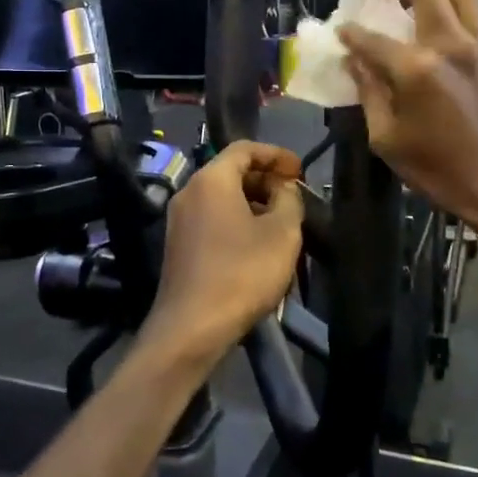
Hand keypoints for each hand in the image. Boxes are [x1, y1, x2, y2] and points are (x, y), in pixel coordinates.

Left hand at [140, 141, 303, 374]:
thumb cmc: (242, 273)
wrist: (191, 327)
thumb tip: (284, 188)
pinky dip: (236, 219)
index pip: (244, 148)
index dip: (276, 154)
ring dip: (252, 202)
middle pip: (230, 171)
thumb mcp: (282, 233)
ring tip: (280, 221)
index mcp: (211, 179)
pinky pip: (211, 218)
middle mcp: (189, 191)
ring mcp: (179, 219)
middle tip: (293, 196)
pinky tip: (256, 243)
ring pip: (221, 196)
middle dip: (265, 179)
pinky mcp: (178, 245)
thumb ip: (289, 200)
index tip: (300, 170)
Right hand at [338, 0, 477, 251]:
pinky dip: (451, 5)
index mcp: (416, 70)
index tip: (339, 31)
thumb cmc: (440, 170)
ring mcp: (476, 46)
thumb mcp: (388, 140)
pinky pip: (473, 13)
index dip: (350, 33)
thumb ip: (370, 93)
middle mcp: (448, 46)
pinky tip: (435, 22)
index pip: (372, 39)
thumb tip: (355, 61)